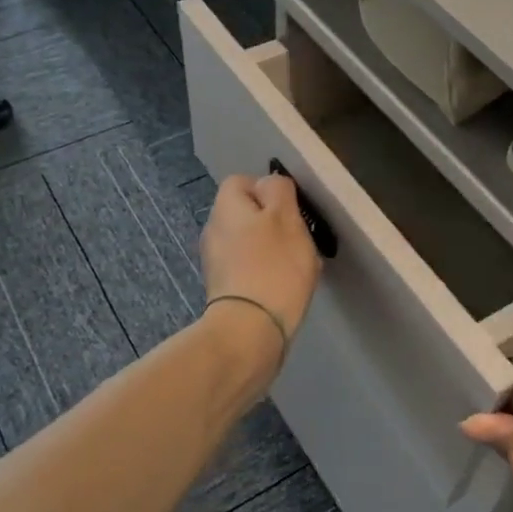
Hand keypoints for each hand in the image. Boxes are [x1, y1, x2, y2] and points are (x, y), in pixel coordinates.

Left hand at [200, 173, 321, 350]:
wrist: (250, 330)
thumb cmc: (273, 266)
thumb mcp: (286, 217)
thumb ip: (279, 191)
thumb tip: (269, 184)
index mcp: (225, 207)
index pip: (242, 181)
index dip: (269, 190)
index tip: (292, 209)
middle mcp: (213, 230)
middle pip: (245, 214)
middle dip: (272, 223)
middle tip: (298, 239)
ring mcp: (215, 262)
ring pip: (248, 242)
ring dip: (270, 250)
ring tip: (295, 267)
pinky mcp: (223, 290)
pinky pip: (247, 269)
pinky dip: (265, 273)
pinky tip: (283, 288)